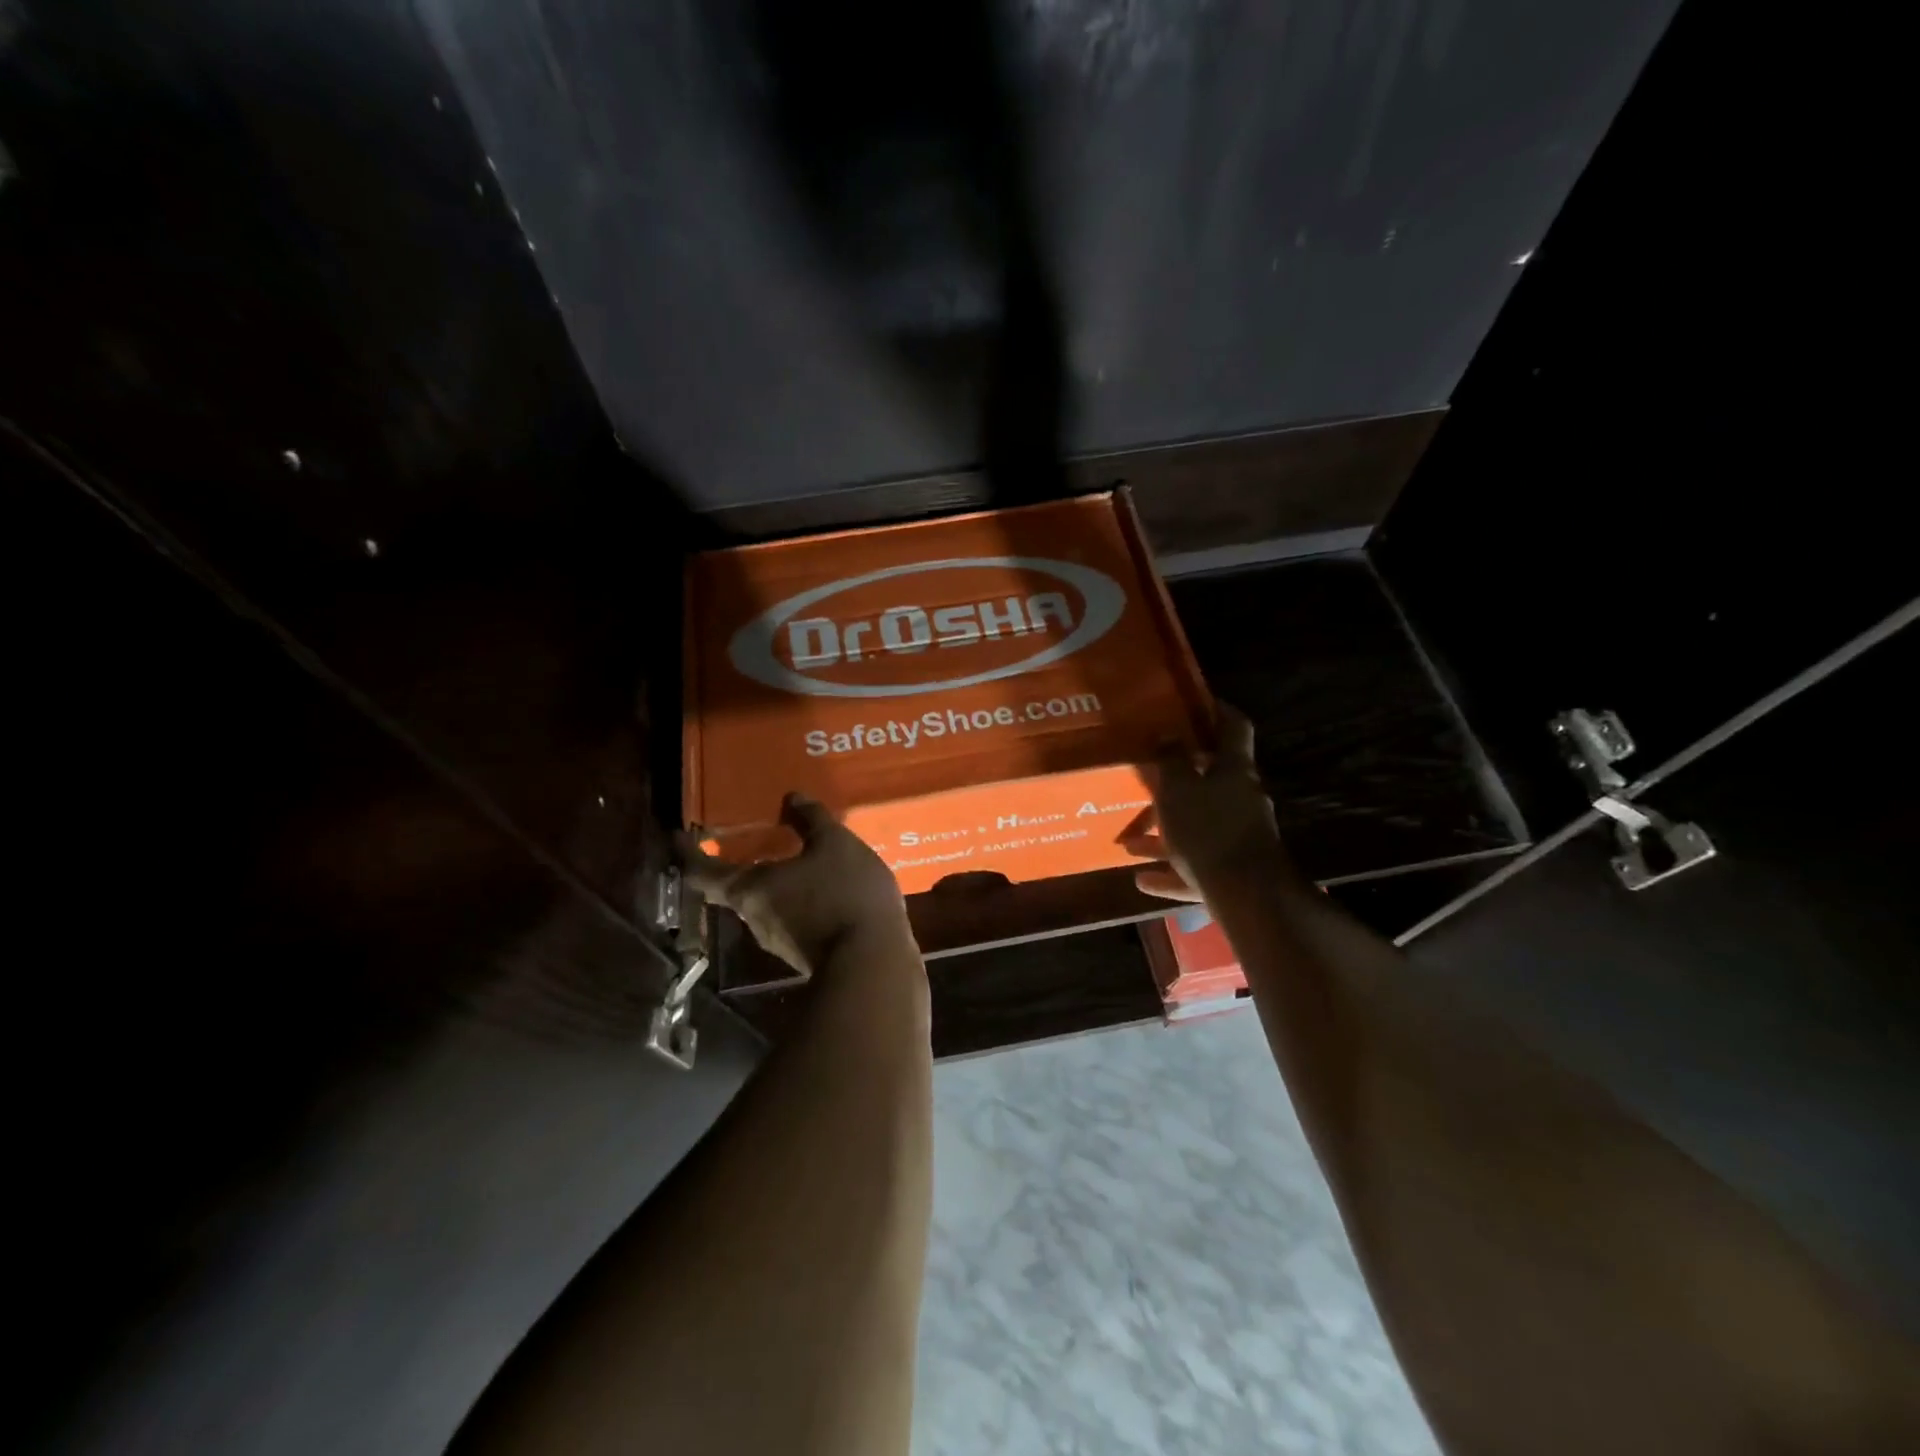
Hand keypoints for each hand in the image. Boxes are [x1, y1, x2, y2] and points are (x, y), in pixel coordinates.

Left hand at [681, 793, 914, 976]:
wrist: (873, 962)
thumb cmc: (844, 893)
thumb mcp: (835, 844)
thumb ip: (811, 819)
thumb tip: (791, 797)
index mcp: (750, 889)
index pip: (702, 872)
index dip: (688, 853)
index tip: (681, 836)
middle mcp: (754, 917)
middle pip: (732, 889)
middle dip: (736, 865)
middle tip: (747, 839)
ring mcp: (777, 940)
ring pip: (764, 905)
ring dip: (772, 883)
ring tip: (791, 858)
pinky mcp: (802, 952)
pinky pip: (790, 917)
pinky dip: (796, 898)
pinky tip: (820, 887)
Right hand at [1124, 703, 1286, 902]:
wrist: (1247, 896)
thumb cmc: (1208, 830)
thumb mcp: (1178, 789)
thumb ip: (1171, 760)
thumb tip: (1169, 734)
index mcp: (1234, 771)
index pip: (1234, 727)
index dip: (1218, 711)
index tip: (1198, 703)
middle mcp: (1243, 799)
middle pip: (1213, 781)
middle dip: (1180, 781)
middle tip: (1150, 779)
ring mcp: (1241, 837)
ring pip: (1199, 826)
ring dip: (1167, 832)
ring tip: (1132, 842)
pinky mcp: (1234, 872)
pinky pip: (1197, 866)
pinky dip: (1172, 871)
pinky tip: (1143, 880)